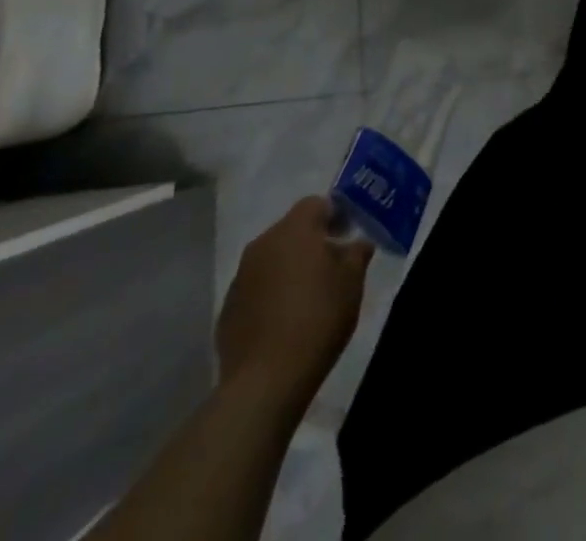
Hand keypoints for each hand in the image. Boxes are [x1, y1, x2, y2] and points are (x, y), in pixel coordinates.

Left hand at [216, 196, 372, 395]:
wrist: (265, 381)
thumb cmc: (318, 318)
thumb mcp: (352, 282)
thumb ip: (357, 254)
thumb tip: (358, 243)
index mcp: (295, 229)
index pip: (316, 203)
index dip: (335, 214)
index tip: (348, 235)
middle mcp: (263, 243)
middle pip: (292, 229)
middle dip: (312, 241)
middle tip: (332, 265)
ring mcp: (240, 277)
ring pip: (272, 258)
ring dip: (290, 267)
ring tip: (309, 295)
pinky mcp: (228, 309)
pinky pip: (256, 287)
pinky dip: (271, 293)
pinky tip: (284, 320)